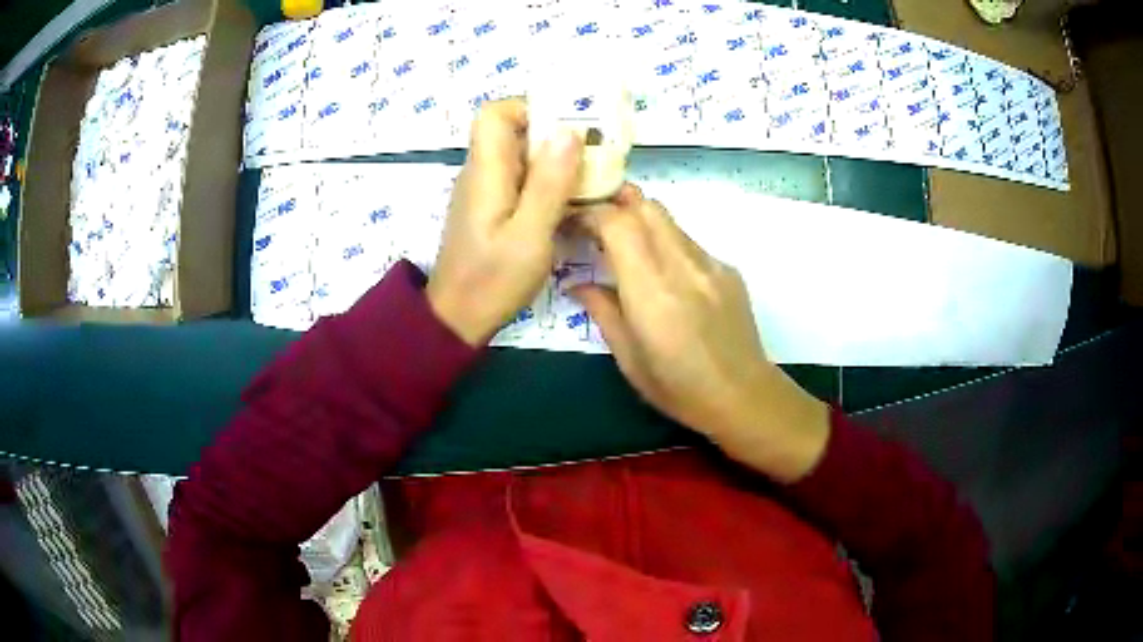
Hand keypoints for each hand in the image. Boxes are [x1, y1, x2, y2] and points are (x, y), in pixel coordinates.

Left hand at [427, 99, 583, 345]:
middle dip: (553, 134)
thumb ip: (550, 183)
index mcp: (485, 172)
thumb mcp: (530, 235)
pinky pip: (520, 180)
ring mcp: (486, 192)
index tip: (566, 126)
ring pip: (519, 156)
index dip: (529, 108)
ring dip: (554, 160)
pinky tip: (570, 203)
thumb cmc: (493, 280)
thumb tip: (568, 131)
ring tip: (590, 177)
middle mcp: (481, 173)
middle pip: (512, 131)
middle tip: (592, 153)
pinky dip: (546, 182)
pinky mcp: (492, 209)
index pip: (494, 113)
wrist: (458, 319)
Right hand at [571, 186, 829, 482]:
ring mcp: (711, 265)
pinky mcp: (728, 270)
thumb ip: (602, 312)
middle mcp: (683, 267)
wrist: (743, 396)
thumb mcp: (629, 359)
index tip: (573, 222)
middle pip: (646, 206)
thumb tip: (577, 284)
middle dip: (616, 203)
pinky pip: (689, 242)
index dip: (591, 213)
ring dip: (641, 222)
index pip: (618, 224)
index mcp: (652, 292)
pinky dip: (667, 244)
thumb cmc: (679, 389)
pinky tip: (665, 275)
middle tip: (595, 222)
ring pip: (669, 221)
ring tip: (625, 246)